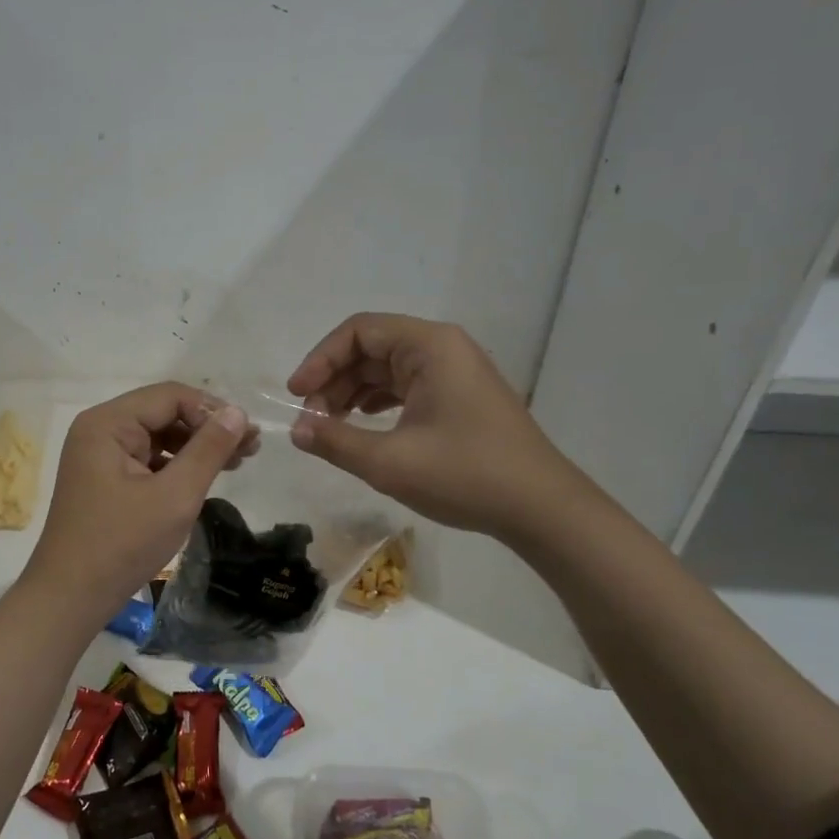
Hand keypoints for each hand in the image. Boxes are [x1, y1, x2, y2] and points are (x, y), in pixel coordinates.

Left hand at [18, 383, 255, 632]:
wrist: (70, 597)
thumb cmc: (122, 544)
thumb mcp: (175, 496)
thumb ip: (208, 450)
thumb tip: (238, 413)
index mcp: (107, 423)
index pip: (169, 396)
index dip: (212, 411)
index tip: (249, 436)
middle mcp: (99, 429)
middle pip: (163, 412)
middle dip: (207, 428)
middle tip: (251, 449)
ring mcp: (99, 454)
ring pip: (158, 435)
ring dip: (196, 446)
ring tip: (237, 462)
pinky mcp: (104, 478)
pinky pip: (147, 458)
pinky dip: (176, 465)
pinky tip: (203, 478)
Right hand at [286, 313, 577, 539]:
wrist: (541, 508)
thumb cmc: (465, 475)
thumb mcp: (389, 462)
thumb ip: (335, 441)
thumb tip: (297, 430)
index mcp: (429, 346)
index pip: (359, 331)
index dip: (320, 359)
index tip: (297, 396)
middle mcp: (443, 348)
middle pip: (371, 348)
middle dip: (334, 380)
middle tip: (312, 421)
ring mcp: (454, 372)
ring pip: (387, 369)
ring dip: (352, 393)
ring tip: (329, 428)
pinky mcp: (459, 396)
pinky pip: (406, 386)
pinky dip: (377, 403)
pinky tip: (362, 426)